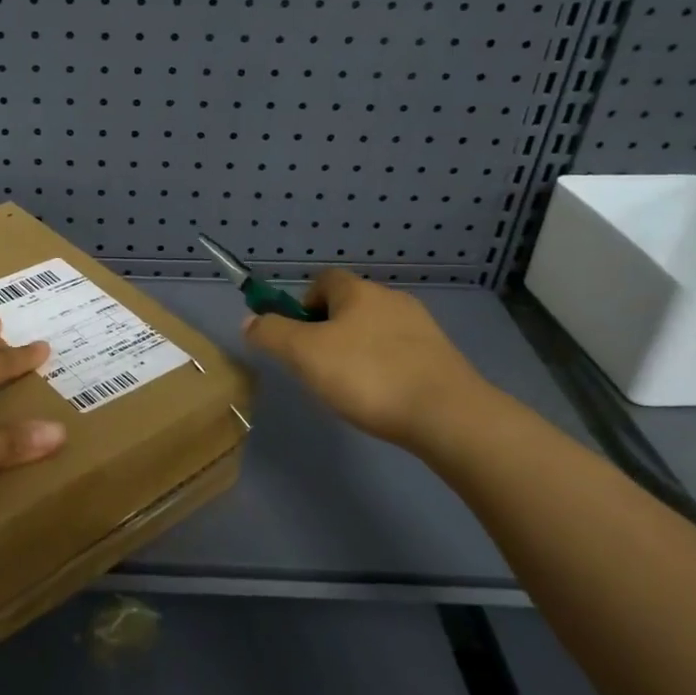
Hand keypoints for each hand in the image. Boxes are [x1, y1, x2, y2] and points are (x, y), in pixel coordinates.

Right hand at [242, 270, 493, 454]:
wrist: (447, 414)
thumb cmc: (367, 375)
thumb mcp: (304, 354)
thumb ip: (271, 334)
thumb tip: (249, 320)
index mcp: (359, 292)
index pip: (324, 280)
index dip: (303, 302)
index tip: (297, 336)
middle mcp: (392, 300)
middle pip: (349, 306)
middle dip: (328, 331)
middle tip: (317, 367)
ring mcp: (422, 328)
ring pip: (375, 331)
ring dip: (356, 351)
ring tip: (349, 389)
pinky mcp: (440, 358)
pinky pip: (399, 354)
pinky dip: (383, 369)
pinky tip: (380, 399)